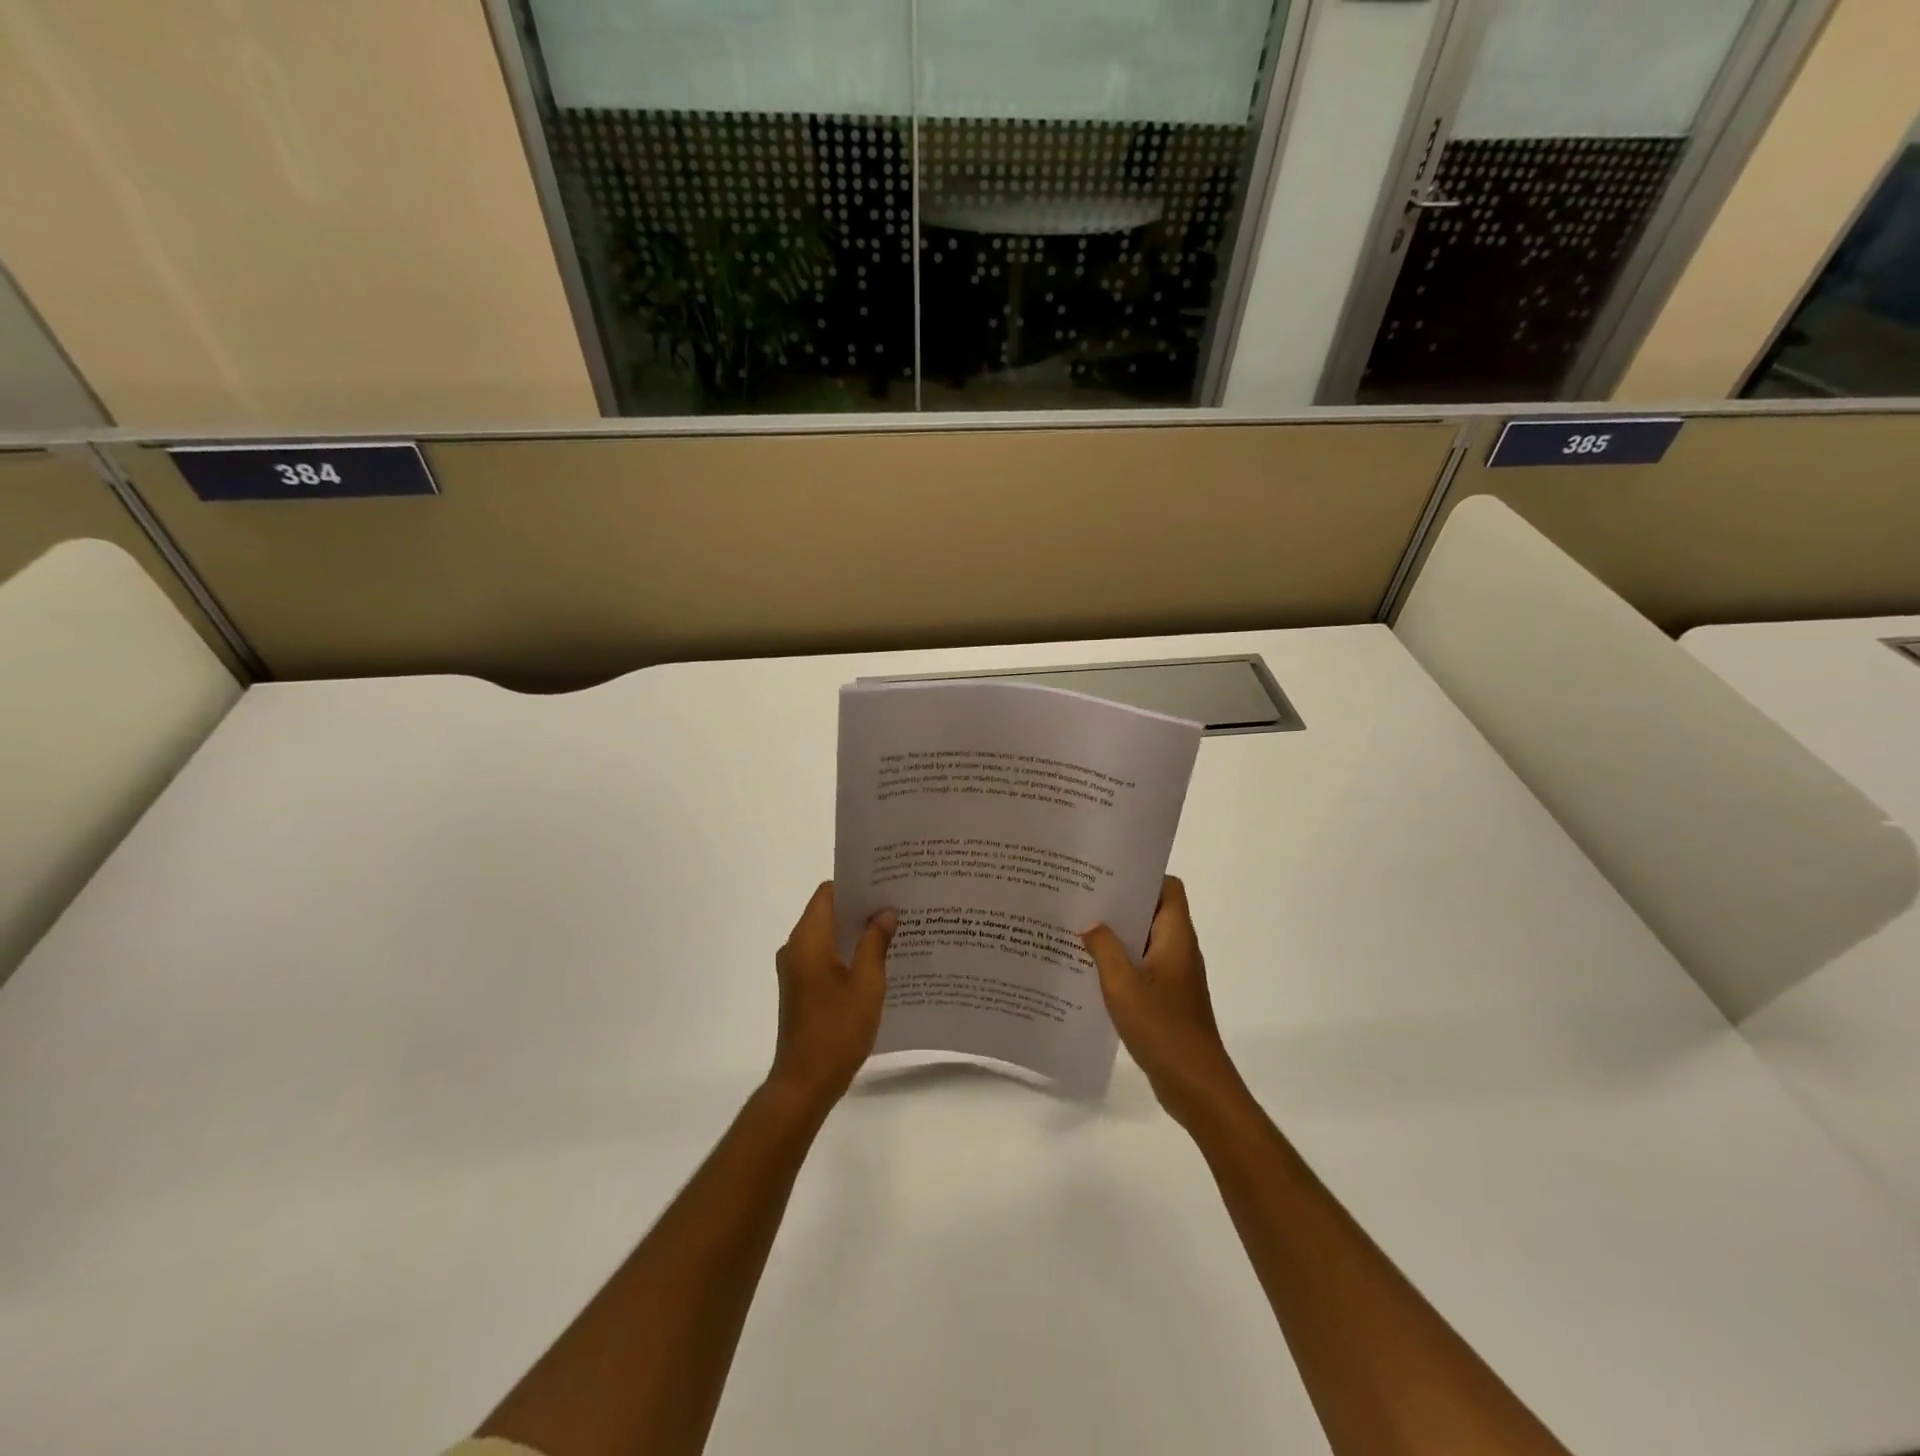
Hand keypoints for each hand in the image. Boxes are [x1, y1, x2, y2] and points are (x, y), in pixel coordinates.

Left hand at [766, 882, 895, 1114]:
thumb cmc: (837, 1030)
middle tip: (896, 903)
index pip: (827, 893)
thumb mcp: (867, 984)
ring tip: (892, 928)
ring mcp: (795, 969)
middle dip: (859, 906)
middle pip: (826, 911)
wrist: (805, 1082)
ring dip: (854, 930)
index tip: (884, 883)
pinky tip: (876, 959)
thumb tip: (884, 912)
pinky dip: (846, 951)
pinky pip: (823, 955)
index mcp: (808, 940)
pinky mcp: (800, 987)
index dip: (854, 885)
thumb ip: (875, 943)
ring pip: (826, 935)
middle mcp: (795, 948)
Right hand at [1083, 877, 1247, 1129]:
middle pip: (1153, 911)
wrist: (1195, 1085)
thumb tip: (1090, 923)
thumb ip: (1104, 948)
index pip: (1168, 887)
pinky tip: (1090, 969)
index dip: (1142, 876)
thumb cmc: (1162, 1029)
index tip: (1108, 873)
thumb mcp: (1123, 985)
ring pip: (1145, 940)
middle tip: (1083, 897)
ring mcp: (1175, 975)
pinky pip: (1143, 966)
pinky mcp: (1168, 997)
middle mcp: (1179, 949)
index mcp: (1176, 937)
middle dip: (1120, 903)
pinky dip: (1121, 961)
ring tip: (1079, 928)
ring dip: (1117, 934)